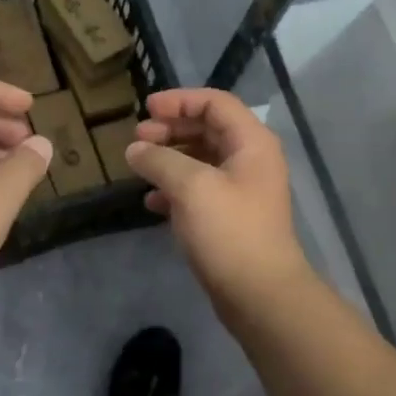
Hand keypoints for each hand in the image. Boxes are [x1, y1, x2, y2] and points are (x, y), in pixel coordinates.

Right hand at [126, 88, 312, 322]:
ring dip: (169, 158)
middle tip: (138, 137)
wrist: (260, 295)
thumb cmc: (230, 231)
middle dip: (171, 129)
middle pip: (207, 129)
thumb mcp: (191, 187)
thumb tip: (135, 148)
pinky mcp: (230, 218)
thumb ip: (160, 160)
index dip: (180, 100)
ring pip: (201, 160)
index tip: (146, 109)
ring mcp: (241, 190)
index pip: (215, 103)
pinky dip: (174, 189)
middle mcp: (250, 160)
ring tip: (139, 166)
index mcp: (251, 143)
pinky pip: (199, 190)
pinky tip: (151, 202)